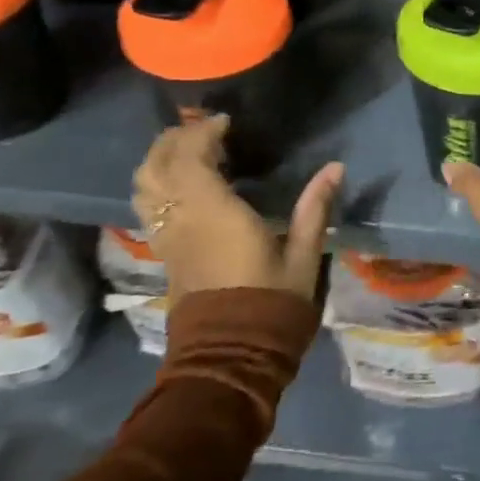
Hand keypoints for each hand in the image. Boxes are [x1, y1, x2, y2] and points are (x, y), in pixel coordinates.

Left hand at [132, 115, 343, 304]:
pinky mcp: (164, 254)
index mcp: (213, 213)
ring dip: (160, 160)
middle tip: (205, 130)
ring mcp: (167, 238)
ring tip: (188, 151)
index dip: (203, 132)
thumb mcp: (302, 256)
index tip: (226, 122)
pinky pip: (148, 207)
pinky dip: (158, 184)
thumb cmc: (270, 304)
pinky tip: (183, 185)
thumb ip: (314, 208)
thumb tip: (336, 167)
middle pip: (157, 165)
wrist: (230, 357)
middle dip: (175, 139)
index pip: (190, 157)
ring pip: (144, 186)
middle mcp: (181, 220)